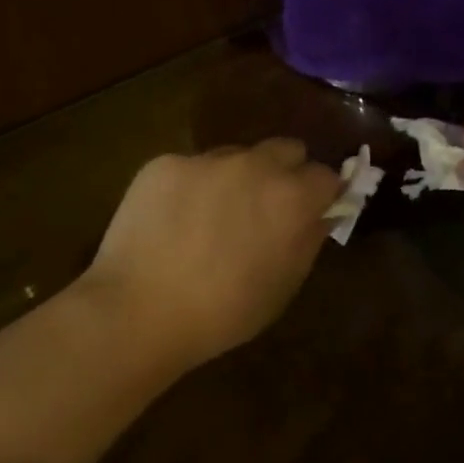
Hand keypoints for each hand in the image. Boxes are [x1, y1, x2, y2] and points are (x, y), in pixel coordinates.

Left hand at [83, 140, 343, 371]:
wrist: (137, 312)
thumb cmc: (223, 313)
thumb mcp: (283, 286)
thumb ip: (309, 239)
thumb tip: (321, 213)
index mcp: (291, 197)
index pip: (326, 176)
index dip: (321, 195)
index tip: (310, 213)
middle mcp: (255, 165)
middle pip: (286, 150)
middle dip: (285, 173)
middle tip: (266, 208)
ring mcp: (207, 159)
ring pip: (237, 155)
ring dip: (238, 177)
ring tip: (212, 217)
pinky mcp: (165, 163)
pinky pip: (192, 167)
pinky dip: (192, 187)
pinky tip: (173, 220)